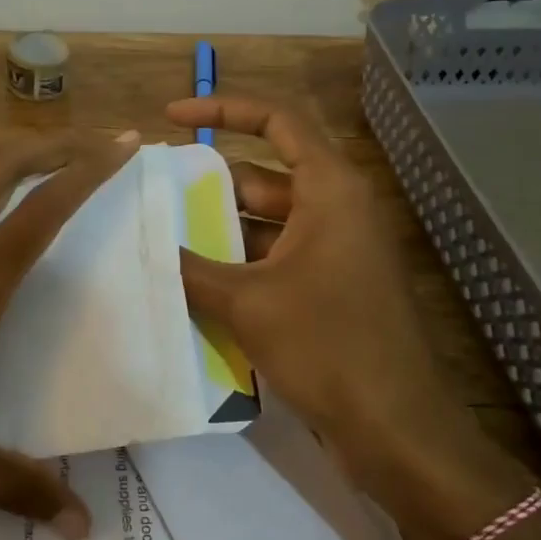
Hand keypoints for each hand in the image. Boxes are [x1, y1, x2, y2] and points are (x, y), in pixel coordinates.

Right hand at [167, 96, 509, 506]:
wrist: (396, 429)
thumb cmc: (326, 346)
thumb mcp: (247, 302)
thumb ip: (192, 268)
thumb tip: (145, 246)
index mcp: (329, 189)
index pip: (276, 121)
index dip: (221, 110)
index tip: (171, 118)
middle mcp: (336, 208)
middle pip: (264, 173)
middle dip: (209, 182)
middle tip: (153, 192)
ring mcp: (336, 248)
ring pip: (266, 220)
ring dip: (220, 228)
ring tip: (162, 235)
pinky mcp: (331, 285)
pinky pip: (276, 256)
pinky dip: (238, 262)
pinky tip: (194, 280)